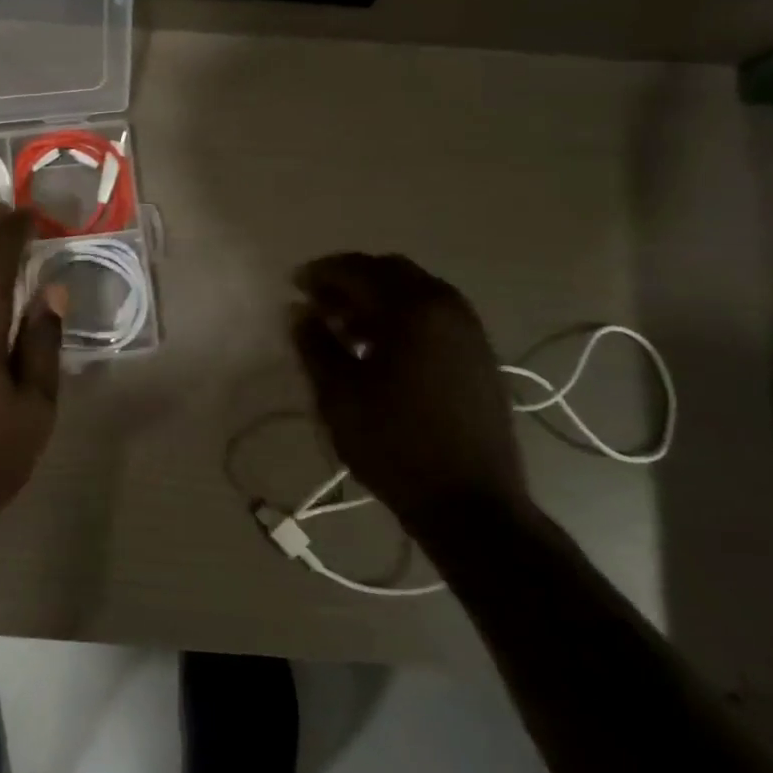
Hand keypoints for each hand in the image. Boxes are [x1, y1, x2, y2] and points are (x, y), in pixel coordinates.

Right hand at [290, 253, 527, 533]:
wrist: (470, 502)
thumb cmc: (394, 444)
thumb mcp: (338, 394)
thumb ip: (314, 343)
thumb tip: (300, 311)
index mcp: (412, 309)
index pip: (358, 270)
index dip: (321, 273)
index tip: (294, 285)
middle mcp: (446, 306)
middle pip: (390, 271)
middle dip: (350, 281)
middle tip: (318, 305)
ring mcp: (469, 330)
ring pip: (414, 292)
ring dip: (376, 299)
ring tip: (344, 330)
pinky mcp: (479, 354)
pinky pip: (433, 316)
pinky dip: (402, 317)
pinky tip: (380, 350)